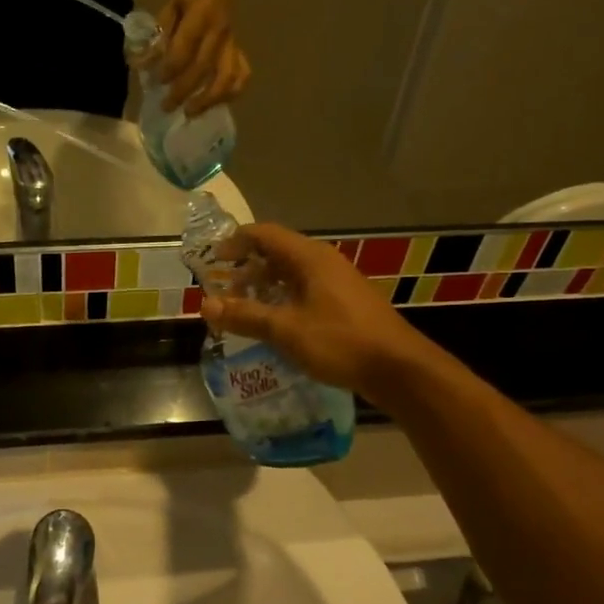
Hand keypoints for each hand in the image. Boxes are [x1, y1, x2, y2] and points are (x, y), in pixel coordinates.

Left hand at [157, 0, 249, 115]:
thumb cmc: (187, 0)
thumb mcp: (167, 11)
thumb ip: (156, 38)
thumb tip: (141, 65)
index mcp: (201, 16)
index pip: (185, 48)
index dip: (171, 68)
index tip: (158, 82)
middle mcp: (219, 32)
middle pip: (203, 68)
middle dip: (184, 91)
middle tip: (167, 107)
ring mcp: (232, 44)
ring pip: (228, 77)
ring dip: (210, 99)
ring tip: (191, 112)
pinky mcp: (239, 52)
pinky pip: (242, 75)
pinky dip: (232, 93)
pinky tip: (216, 103)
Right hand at [200, 224, 429, 402]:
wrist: (399, 369)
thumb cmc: (340, 341)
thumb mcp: (285, 330)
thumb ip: (245, 315)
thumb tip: (205, 304)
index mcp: (310, 258)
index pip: (265, 234)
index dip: (235, 242)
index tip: (212, 259)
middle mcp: (324, 262)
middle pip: (278, 253)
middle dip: (247, 269)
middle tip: (224, 290)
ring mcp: (338, 283)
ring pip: (292, 274)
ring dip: (265, 287)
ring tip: (243, 309)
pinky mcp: (346, 304)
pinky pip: (306, 291)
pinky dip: (284, 300)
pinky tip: (274, 325)